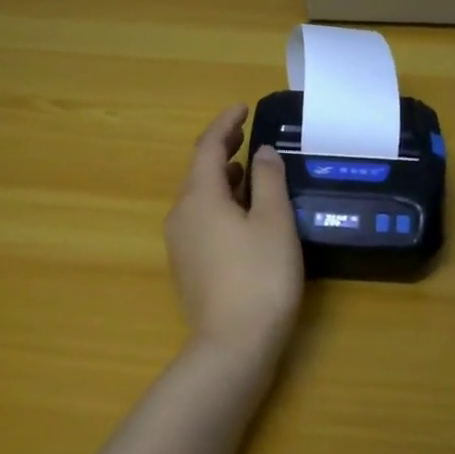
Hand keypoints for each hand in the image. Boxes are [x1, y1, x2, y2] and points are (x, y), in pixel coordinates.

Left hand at [164, 105, 304, 362]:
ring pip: (199, 197)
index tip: (243, 107)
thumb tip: (261, 152)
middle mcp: (181, 215)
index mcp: (200, 198)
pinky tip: (242, 214)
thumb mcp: (273, 222)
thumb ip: (268, 181)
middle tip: (246, 133)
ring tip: (249, 170)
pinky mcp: (188, 266)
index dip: (225, 124)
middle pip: (199, 172)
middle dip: (222, 149)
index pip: (207, 148)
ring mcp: (181, 244)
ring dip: (222, 178)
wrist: (232, 346)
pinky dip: (220, 203)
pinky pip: (201, 219)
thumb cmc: (260, 277)